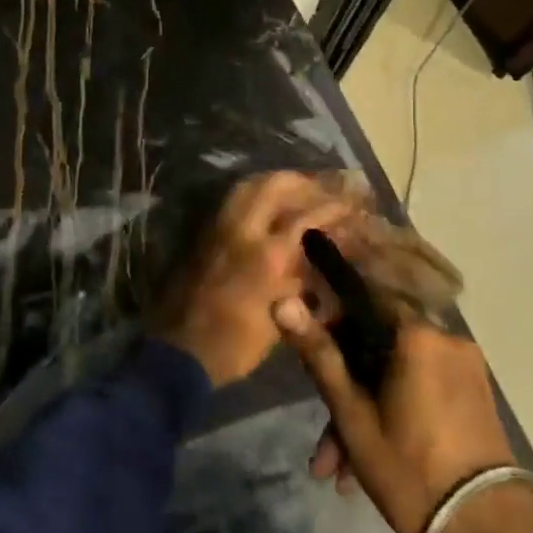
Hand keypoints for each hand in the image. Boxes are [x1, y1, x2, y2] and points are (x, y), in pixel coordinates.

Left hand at [156, 172, 352, 386]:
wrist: (180, 350)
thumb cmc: (236, 345)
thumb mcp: (281, 319)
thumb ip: (301, 282)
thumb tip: (321, 262)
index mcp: (267, 255)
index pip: (306, 216)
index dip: (333, 206)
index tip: (351, 203)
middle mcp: (242, 230)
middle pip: (275, 185)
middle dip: (302, 182)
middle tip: (322, 189)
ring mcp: (218, 227)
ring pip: (248, 186)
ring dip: (275, 183)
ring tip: (296, 191)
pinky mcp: (204, 232)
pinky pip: (232, 200)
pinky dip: (254, 194)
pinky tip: (267, 205)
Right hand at [274, 303, 532, 532]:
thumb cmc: (412, 470)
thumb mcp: (353, 416)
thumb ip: (319, 355)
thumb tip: (282, 302)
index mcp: (417, 335)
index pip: (361, 300)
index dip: (329, 321)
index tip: (308, 354)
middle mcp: (445, 339)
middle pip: (377, 346)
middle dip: (344, 387)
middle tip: (321, 435)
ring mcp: (464, 369)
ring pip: (396, 374)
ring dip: (364, 412)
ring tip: (337, 468)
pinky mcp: (473, 396)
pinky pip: (420, 389)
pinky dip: (393, 414)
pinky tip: (366, 464)